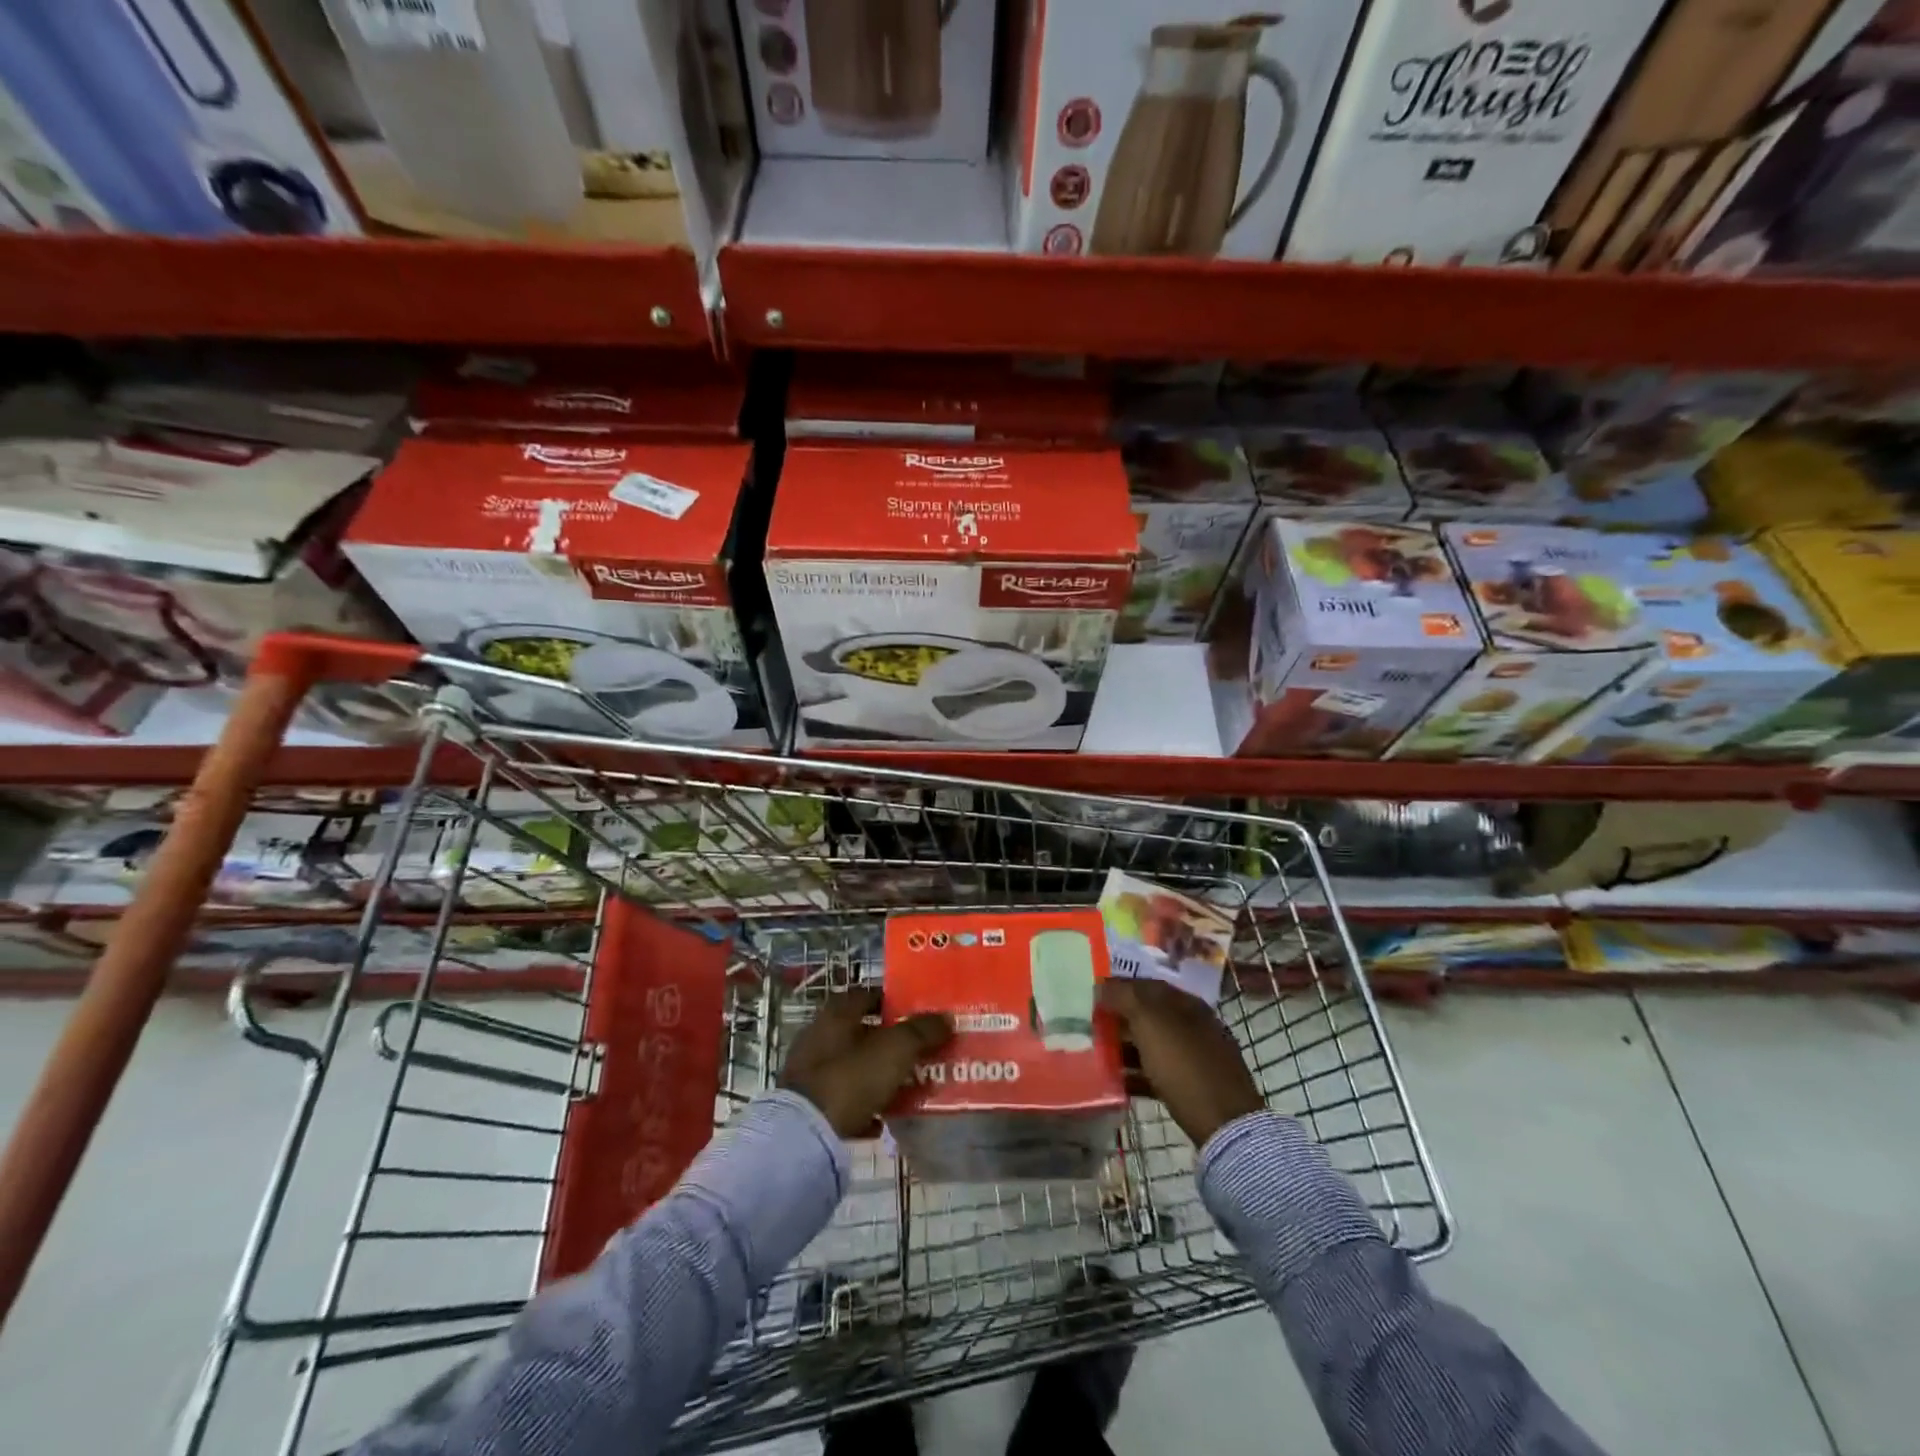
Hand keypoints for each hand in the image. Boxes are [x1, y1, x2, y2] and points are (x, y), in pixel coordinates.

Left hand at [779, 987, 953, 1138]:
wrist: (805, 1135)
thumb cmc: (852, 1077)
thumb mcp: (896, 1049)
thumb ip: (922, 1032)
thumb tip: (946, 1018)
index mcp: (836, 1014)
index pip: (865, 995)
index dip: (890, 1001)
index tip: (916, 1013)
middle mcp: (818, 1036)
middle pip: (860, 1032)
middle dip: (888, 1042)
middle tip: (917, 1051)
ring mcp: (809, 1072)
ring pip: (852, 1067)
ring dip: (876, 1075)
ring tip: (906, 1087)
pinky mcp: (808, 1107)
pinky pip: (842, 1101)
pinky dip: (863, 1107)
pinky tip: (883, 1121)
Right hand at [1099, 979, 1263, 1146]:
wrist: (1225, 1124)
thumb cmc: (1185, 1065)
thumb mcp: (1150, 1023)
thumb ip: (1124, 997)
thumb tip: (1102, 985)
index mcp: (1186, 1003)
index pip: (1146, 985)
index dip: (1118, 987)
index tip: (1091, 997)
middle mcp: (1194, 1025)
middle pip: (1149, 1015)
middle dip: (1119, 1019)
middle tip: (1090, 1026)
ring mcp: (1197, 1057)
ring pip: (1152, 1045)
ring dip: (1125, 1048)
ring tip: (1098, 1055)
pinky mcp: (1195, 1087)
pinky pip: (1158, 1073)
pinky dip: (1137, 1075)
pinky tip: (1118, 1084)